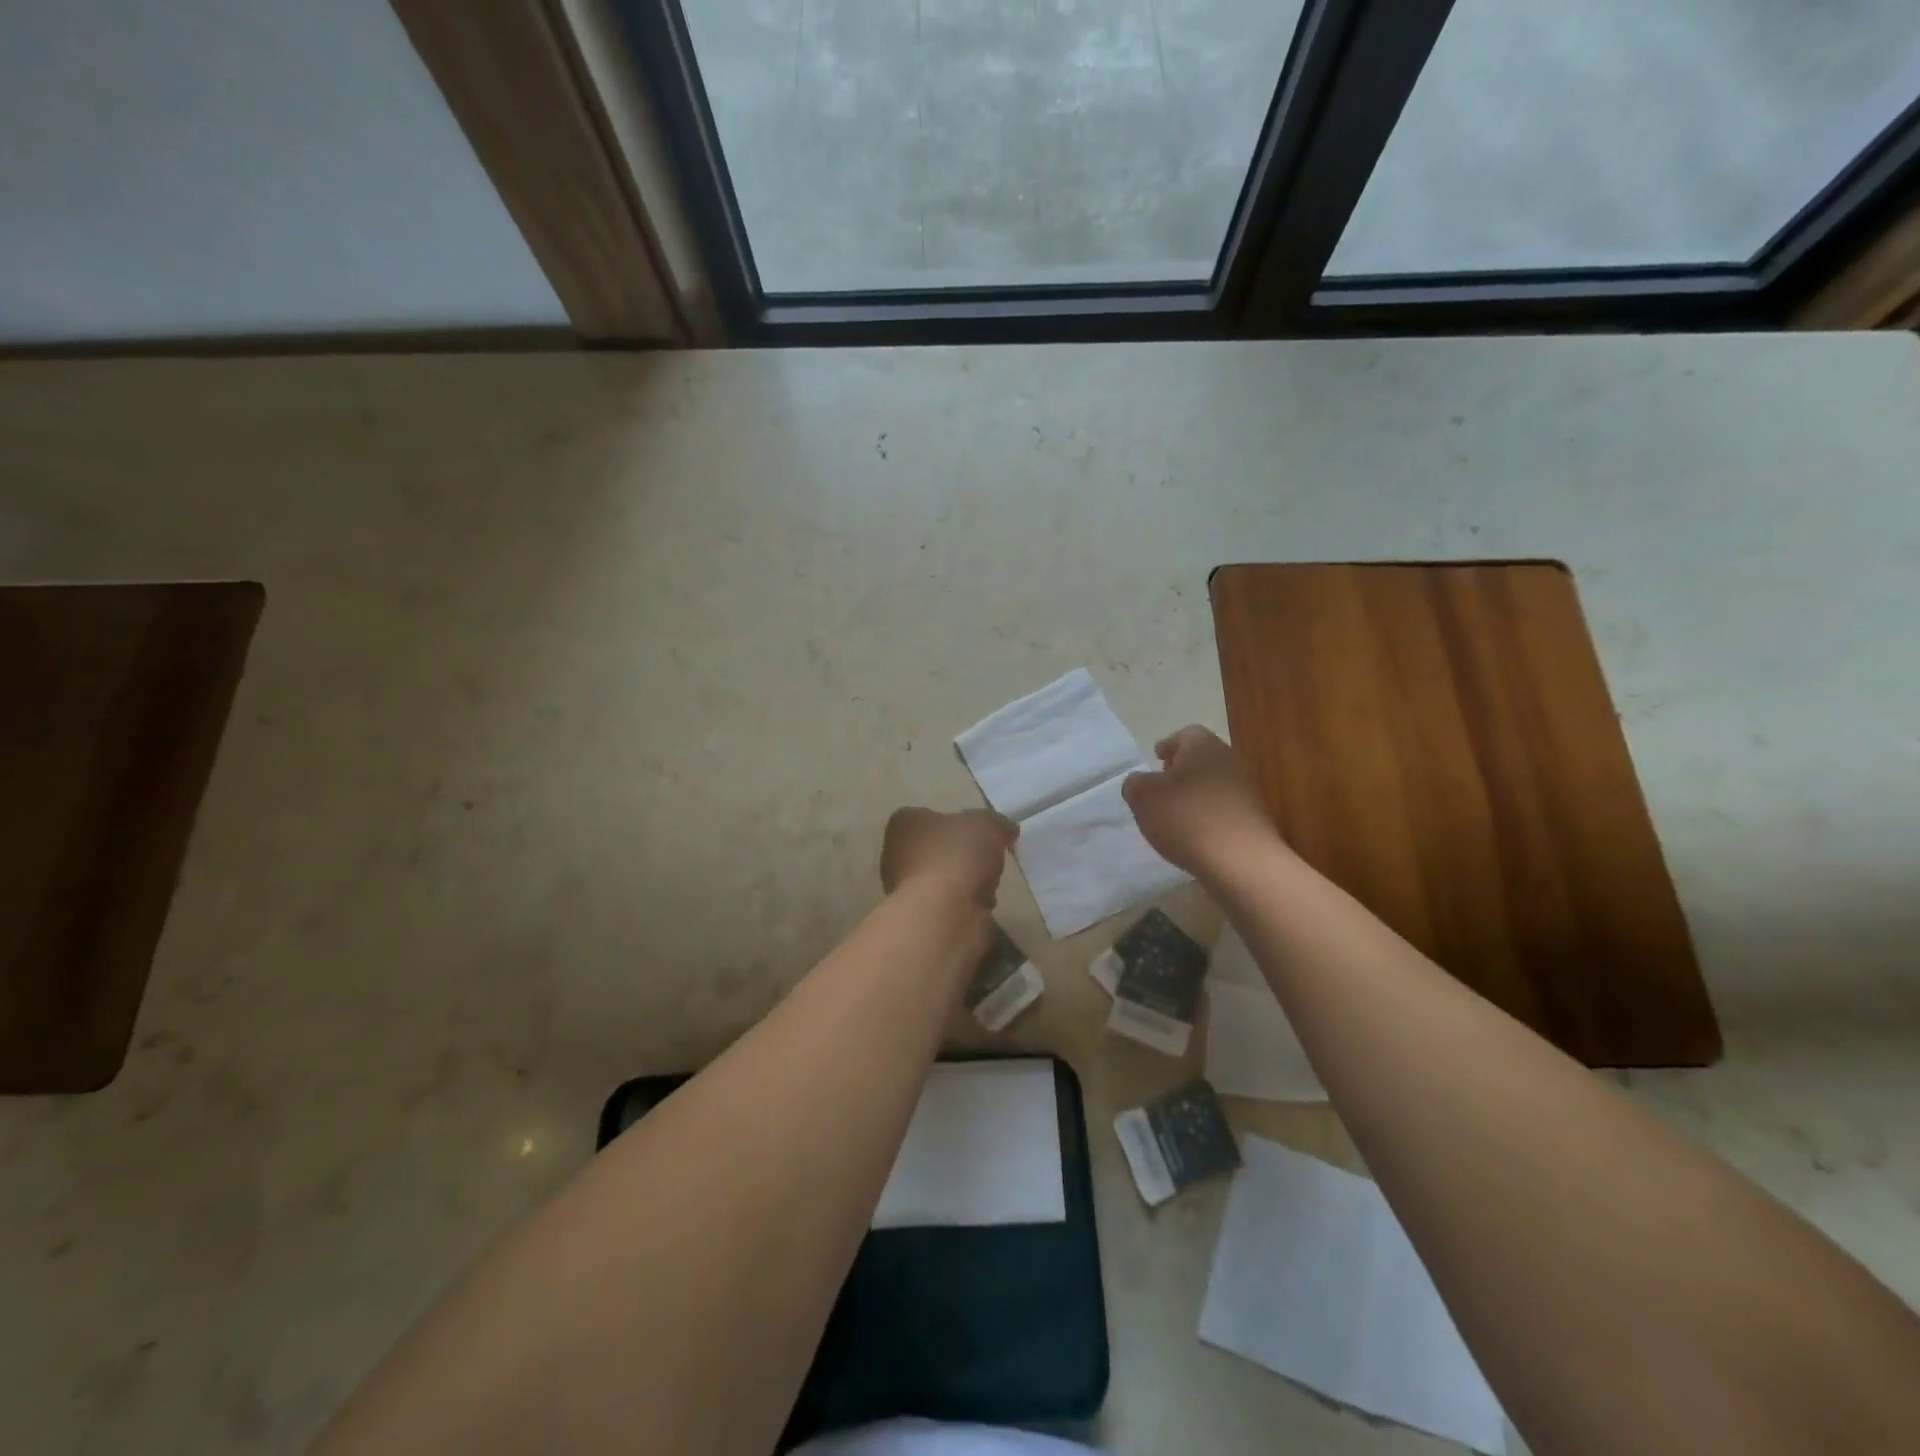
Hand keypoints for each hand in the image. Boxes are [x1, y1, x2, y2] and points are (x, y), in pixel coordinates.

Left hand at [881, 807, 1017, 907]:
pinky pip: (948, 907)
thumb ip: (997, 823)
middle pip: (935, 850)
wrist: (942, 915)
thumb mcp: (987, 825)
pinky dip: (965, 908)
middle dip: (961, 857)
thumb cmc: (956, 856)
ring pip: (942, 881)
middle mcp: (895, 855)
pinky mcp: (918, 920)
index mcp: (904, 824)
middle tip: (986, 860)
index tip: (978, 833)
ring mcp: (903, 890)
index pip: (926, 816)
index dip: (954, 824)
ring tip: (987, 887)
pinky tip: (979, 909)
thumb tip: (1006, 830)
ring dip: (964, 884)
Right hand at [1122, 726, 1278, 877]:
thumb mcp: (1142, 797)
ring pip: (1214, 783)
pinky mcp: (1255, 817)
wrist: (1241, 860)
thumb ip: (1134, 784)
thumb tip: (1140, 782)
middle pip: (1202, 758)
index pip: (1185, 734)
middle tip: (1162, 786)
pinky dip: (1209, 814)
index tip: (1155, 758)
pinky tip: (1196, 834)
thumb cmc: (1186, 818)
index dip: (1167, 745)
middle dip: (1181, 770)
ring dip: (1196, 794)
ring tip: (1176, 815)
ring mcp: (1247, 789)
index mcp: (1203, 746)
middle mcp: (1230, 760)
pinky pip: (1225, 808)